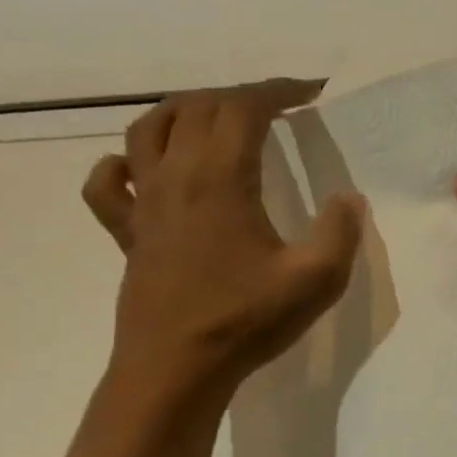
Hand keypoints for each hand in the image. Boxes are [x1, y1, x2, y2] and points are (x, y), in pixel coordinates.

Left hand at [83, 79, 363, 401]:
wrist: (177, 367)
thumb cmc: (247, 320)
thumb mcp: (317, 279)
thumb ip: (340, 232)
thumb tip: (348, 198)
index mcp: (220, 178)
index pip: (244, 108)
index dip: (278, 90)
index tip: (310, 91)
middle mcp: (175, 176)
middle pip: (196, 107)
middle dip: (239, 95)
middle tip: (277, 108)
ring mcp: (144, 204)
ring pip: (147, 129)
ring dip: (183, 111)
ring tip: (214, 118)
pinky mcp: (128, 234)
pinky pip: (108, 184)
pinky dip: (121, 163)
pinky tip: (139, 169)